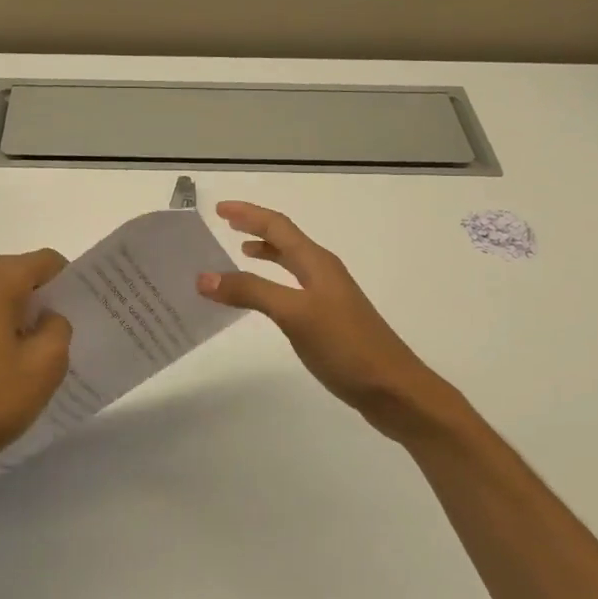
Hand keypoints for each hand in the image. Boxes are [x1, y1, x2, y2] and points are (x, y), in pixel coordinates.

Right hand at [196, 202, 454, 443]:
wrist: (393, 389)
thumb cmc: (345, 345)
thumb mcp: (294, 314)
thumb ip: (251, 292)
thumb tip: (204, 276)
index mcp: (317, 263)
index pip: (278, 226)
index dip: (249, 215)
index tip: (219, 208)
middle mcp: (323, 273)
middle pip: (286, 240)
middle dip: (256, 228)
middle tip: (225, 225)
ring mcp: (329, 297)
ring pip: (291, 264)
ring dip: (266, 253)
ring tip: (241, 252)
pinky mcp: (330, 321)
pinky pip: (293, 288)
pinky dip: (272, 283)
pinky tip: (265, 300)